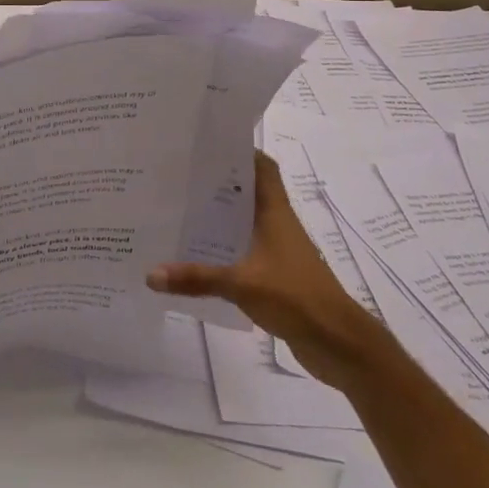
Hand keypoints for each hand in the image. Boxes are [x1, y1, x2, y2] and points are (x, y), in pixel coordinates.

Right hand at [147, 151, 374, 379]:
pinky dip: (225, 248)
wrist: (337, 342)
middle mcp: (278, 224)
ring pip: (246, 222)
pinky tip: (199, 255)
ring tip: (182, 210)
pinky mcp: (277, 274)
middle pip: (249, 191)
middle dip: (219, 183)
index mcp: (275, 212)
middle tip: (181, 175)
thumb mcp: (240, 284)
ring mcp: (279, 250)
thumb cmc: (295, 296)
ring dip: (221, 216)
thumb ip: (196, 277)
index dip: (240, 151)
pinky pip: (245, 251)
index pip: (262, 167)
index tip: (208, 145)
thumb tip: (151, 274)